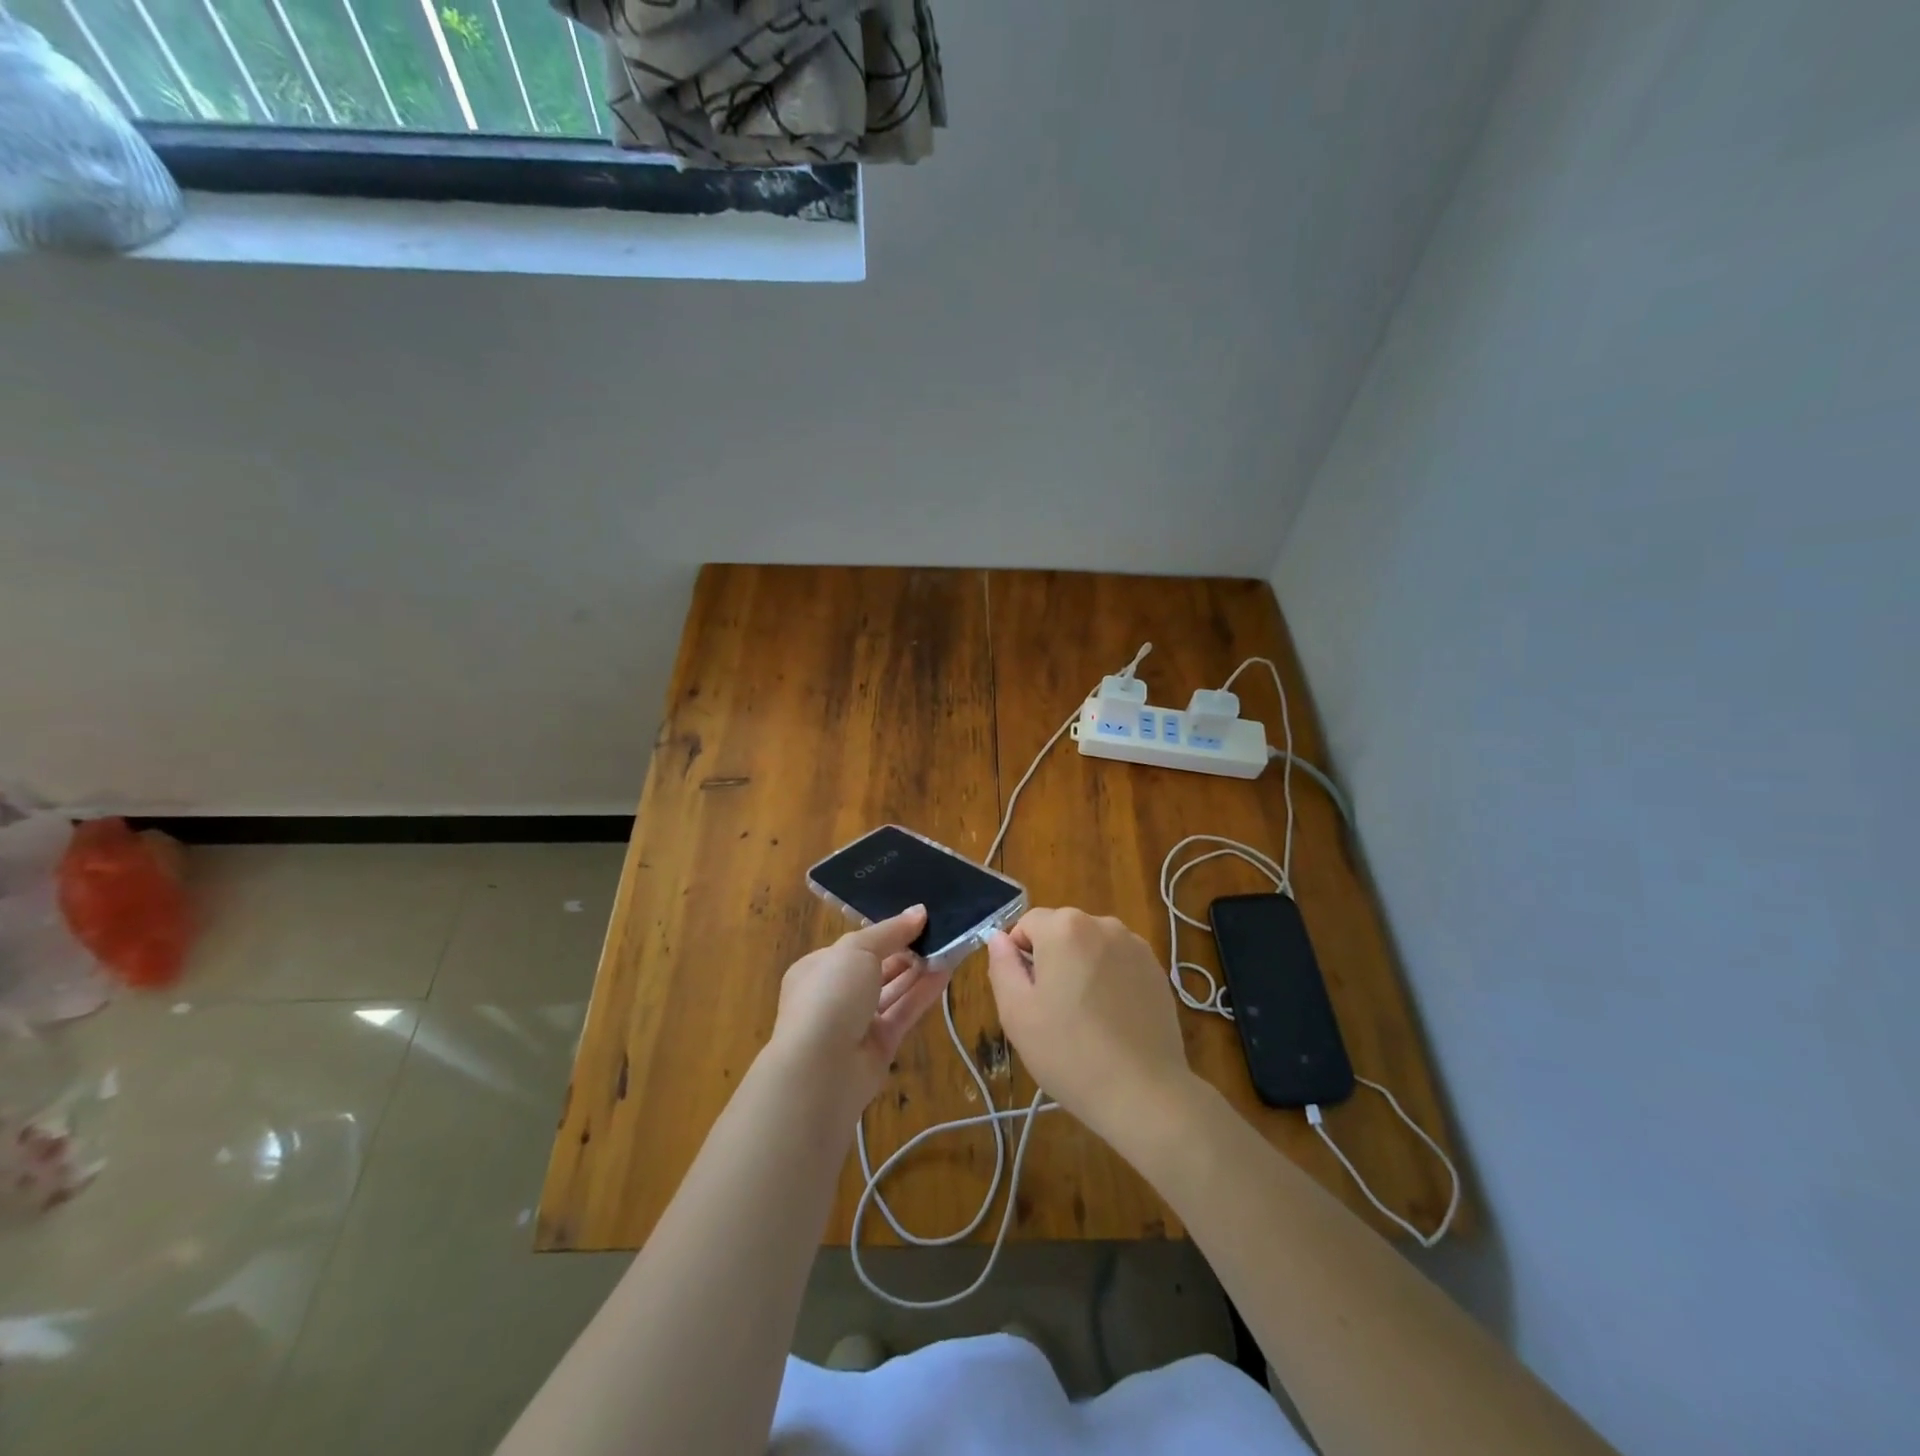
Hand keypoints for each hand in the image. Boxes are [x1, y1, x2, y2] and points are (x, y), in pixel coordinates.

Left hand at [770, 905, 949, 1117]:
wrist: (820, 1068)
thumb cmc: (830, 995)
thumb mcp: (857, 950)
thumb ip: (890, 931)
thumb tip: (919, 911)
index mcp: (819, 968)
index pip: (856, 946)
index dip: (887, 933)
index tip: (918, 919)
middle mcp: (836, 995)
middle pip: (877, 968)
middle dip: (907, 951)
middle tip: (941, 931)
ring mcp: (858, 1023)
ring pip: (894, 990)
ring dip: (919, 970)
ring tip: (950, 947)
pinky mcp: (880, 1046)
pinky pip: (904, 1012)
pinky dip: (924, 993)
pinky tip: (947, 972)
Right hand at [986, 908, 1195, 1146]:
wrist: (1144, 1093)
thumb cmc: (1069, 1053)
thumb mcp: (1016, 1013)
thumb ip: (1002, 966)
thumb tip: (999, 939)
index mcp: (1064, 928)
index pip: (1027, 924)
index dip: (1019, 957)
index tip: (1027, 996)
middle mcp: (1102, 924)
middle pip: (1062, 931)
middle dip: (1052, 960)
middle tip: (1053, 1010)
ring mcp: (1134, 945)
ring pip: (1091, 946)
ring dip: (1082, 968)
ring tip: (1086, 1017)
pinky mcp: (1156, 969)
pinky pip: (1118, 963)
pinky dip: (1110, 980)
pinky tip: (1113, 1019)